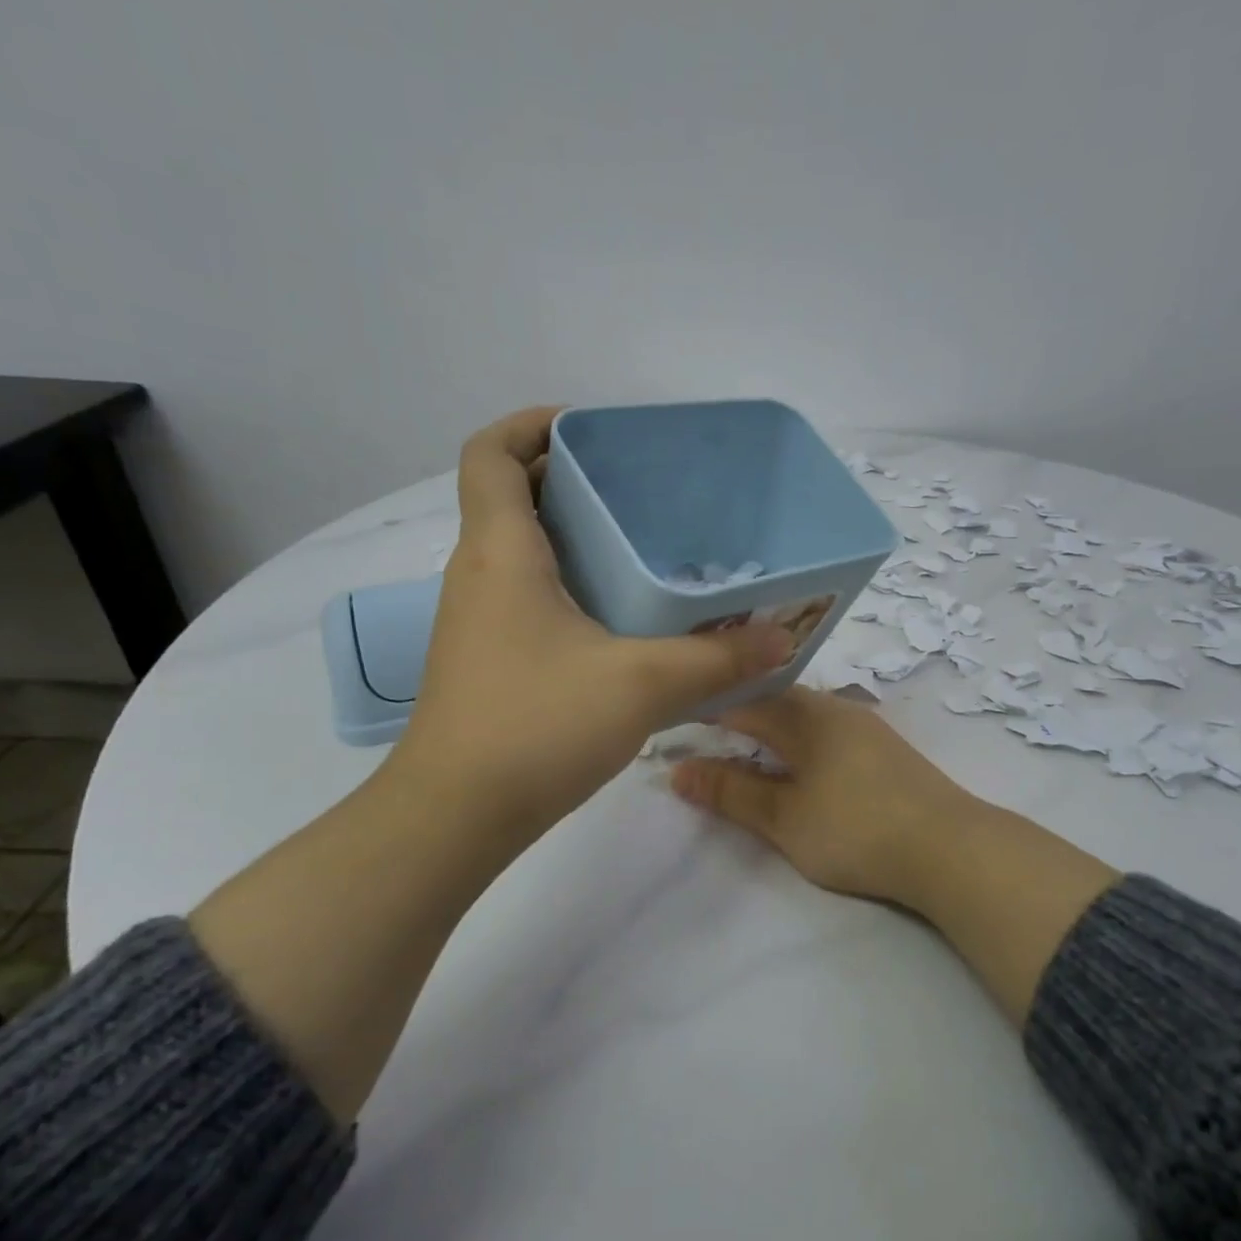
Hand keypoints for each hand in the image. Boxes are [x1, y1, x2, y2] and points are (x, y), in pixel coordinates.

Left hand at [390, 407, 792, 837]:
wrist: (457, 816)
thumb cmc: (537, 725)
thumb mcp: (642, 684)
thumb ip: (718, 658)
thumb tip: (783, 640)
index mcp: (501, 552)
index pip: (491, 452)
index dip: (531, 424)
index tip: (592, 430)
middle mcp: (479, 574)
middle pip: (513, 497)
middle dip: (572, 478)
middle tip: (643, 490)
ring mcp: (479, 621)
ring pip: (522, 551)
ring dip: (574, 536)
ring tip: (645, 546)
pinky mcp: (489, 660)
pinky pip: (529, 597)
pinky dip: (570, 586)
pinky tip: (623, 618)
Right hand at [672, 686, 1119, 1023]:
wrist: (952, 850)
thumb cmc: (857, 831)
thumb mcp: (785, 819)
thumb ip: (732, 793)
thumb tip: (678, 770)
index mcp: (808, 716)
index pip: (745, 701)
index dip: (708, 711)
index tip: (678, 725)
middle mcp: (837, 710)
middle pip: (777, 702)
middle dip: (740, 717)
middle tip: (708, 740)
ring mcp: (866, 728)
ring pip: (805, 716)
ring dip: (773, 729)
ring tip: (747, 753)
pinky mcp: (887, 751)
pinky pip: (829, 732)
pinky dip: (802, 743)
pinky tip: (800, 765)